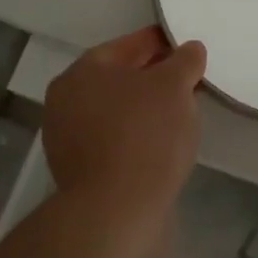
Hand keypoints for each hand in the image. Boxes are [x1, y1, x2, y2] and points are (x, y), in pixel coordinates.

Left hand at [44, 26, 205, 216]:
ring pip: (117, 111)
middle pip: (121, 78)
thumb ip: (185, 61)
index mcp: (83, 70)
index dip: (163, 43)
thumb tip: (190, 50)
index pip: (130, 44)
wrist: (116, 213)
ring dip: (146, 109)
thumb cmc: (145, 135)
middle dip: (154, 78)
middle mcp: (67, 99)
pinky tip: (163, 144)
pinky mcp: (80, 172)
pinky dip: (138, 137)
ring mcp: (68, 139)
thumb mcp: (175, 86)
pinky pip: (115, 141)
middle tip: (190, 82)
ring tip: (182, 114)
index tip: (189, 50)